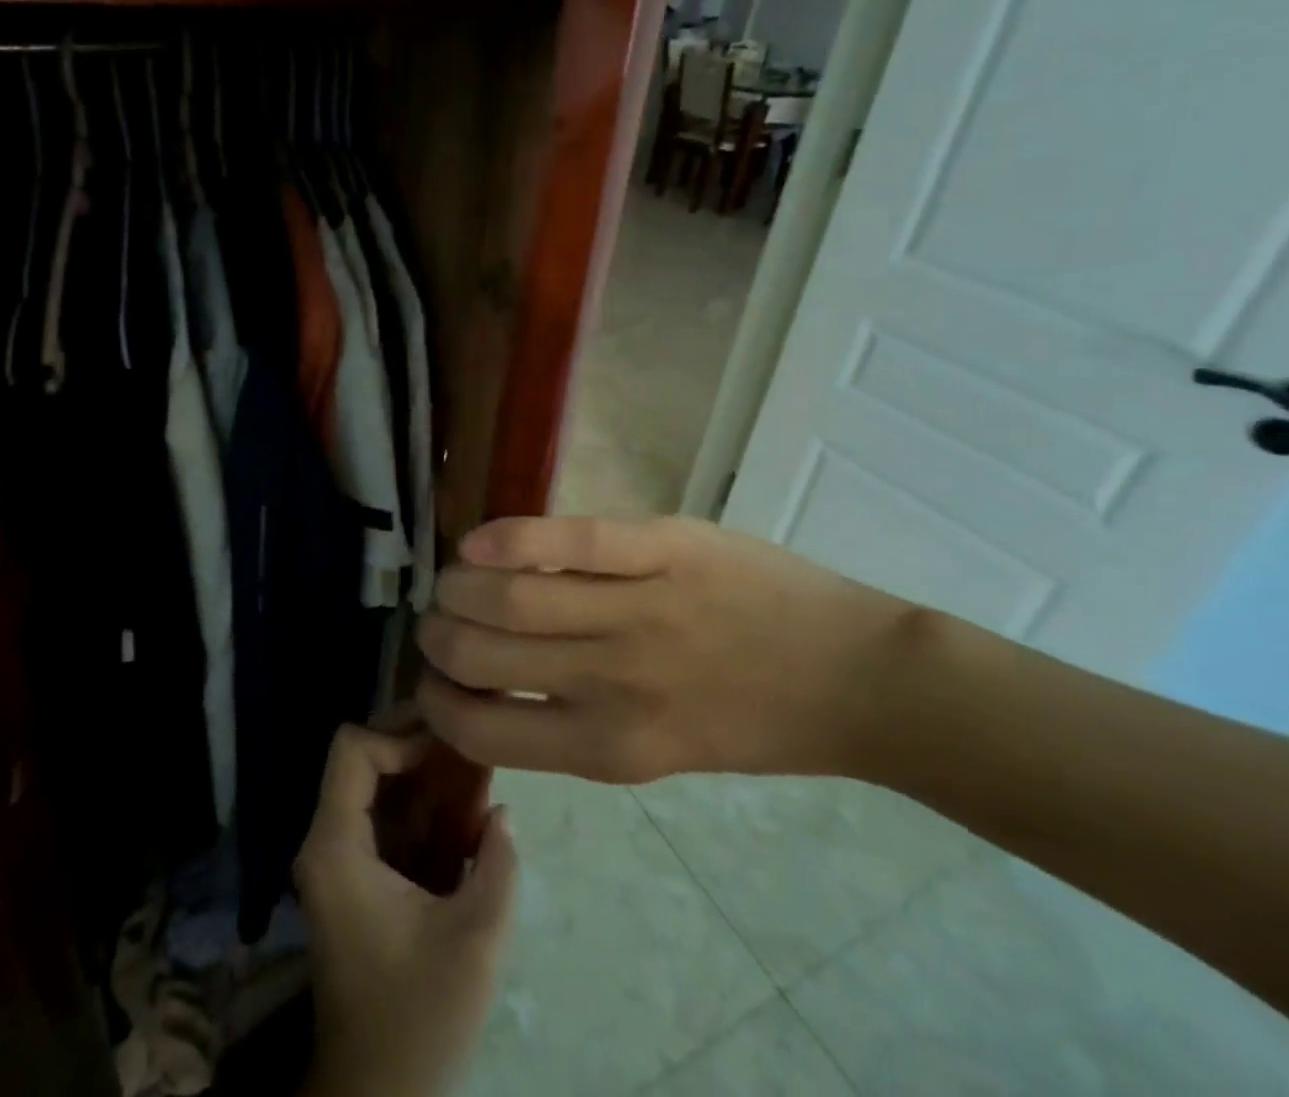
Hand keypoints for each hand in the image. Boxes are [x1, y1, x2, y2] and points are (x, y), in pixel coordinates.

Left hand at [295, 726, 517, 1096]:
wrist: (376, 1094)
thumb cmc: (418, 1017)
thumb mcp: (474, 940)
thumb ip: (497, 865)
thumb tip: (502, 810)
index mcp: (336, 846)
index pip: (353, 748)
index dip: (401, 735)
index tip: (450, 749)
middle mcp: (328, 841)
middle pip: (366, 758)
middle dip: (420, 748)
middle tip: (472, 747)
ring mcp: (340, 859)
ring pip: (380, 786)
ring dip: (427, 775)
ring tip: (478, 771)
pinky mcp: (358, 878)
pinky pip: (388, 819)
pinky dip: (425, 808)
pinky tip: (467, 813)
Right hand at [416, 515, 910, 783]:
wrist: (856, 680)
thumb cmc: (750, 721)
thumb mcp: (654, 749)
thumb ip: (572, 722)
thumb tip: (489, 683)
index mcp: (607, 748)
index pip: (483, 729)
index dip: (437, 702)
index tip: (431, 679)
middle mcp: (611, 685)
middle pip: (482, 653)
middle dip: (437, 635)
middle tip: (437, 618)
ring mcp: (639, 611)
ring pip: (511, 595)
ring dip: (459, 585)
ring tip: (454, 577)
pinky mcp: (664, 549)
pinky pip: (570, 540)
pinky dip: (510, 538)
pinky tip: (476, 541)